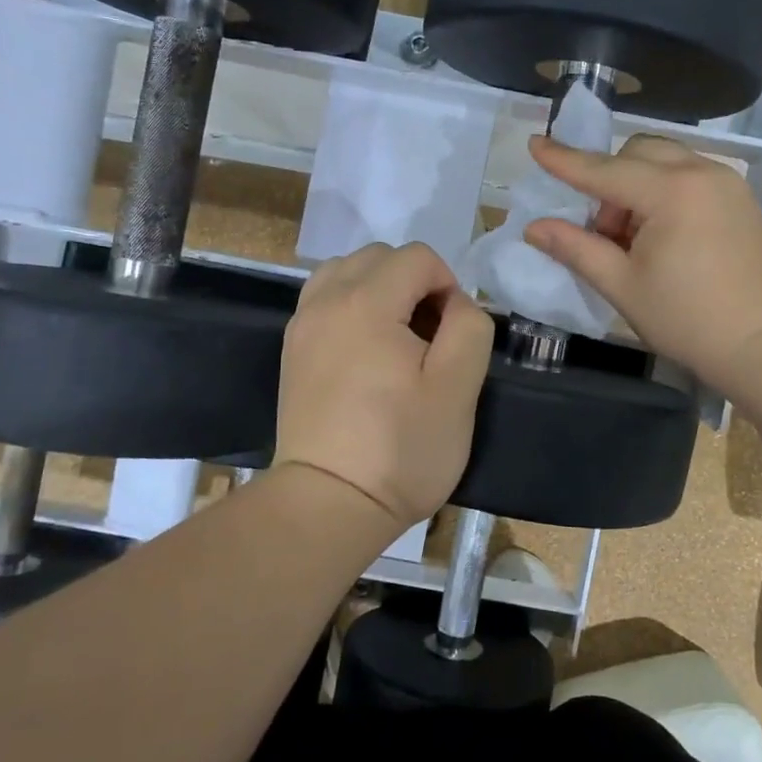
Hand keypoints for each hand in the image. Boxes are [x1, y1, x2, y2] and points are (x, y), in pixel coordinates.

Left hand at [274, 242, 493, 529]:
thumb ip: (469, 327)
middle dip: (414, 282)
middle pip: (379, 257)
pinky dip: (352, 306)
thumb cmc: (401, 449)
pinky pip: (325, 300)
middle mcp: (325, 301)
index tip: (453, 334)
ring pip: (346, 272)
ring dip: (380, 289)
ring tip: (397, 337)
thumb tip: (454, 304)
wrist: (329, 504)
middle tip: (429, 336)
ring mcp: (302, 325)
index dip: (448, 284)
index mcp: (366, 303)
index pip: (417, 257)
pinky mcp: (292, 350)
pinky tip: (367, 350)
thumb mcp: (458, 389)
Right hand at [523, 134, 761, 393]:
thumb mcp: (622, 286)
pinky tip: (664, 236)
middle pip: (637, 152)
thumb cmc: (687, 320)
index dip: (565, 160)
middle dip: (609, 182)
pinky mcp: (740, 198)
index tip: (534, 143)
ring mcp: (727, 182)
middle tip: (606, 233)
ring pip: (665, 160)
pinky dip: (664, 191)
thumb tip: (534, 227)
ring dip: (636, 185)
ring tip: (635, 239)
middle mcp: (702, 172)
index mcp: (671, 192)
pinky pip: (689, 175)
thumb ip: (576, 249)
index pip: (604, 170)